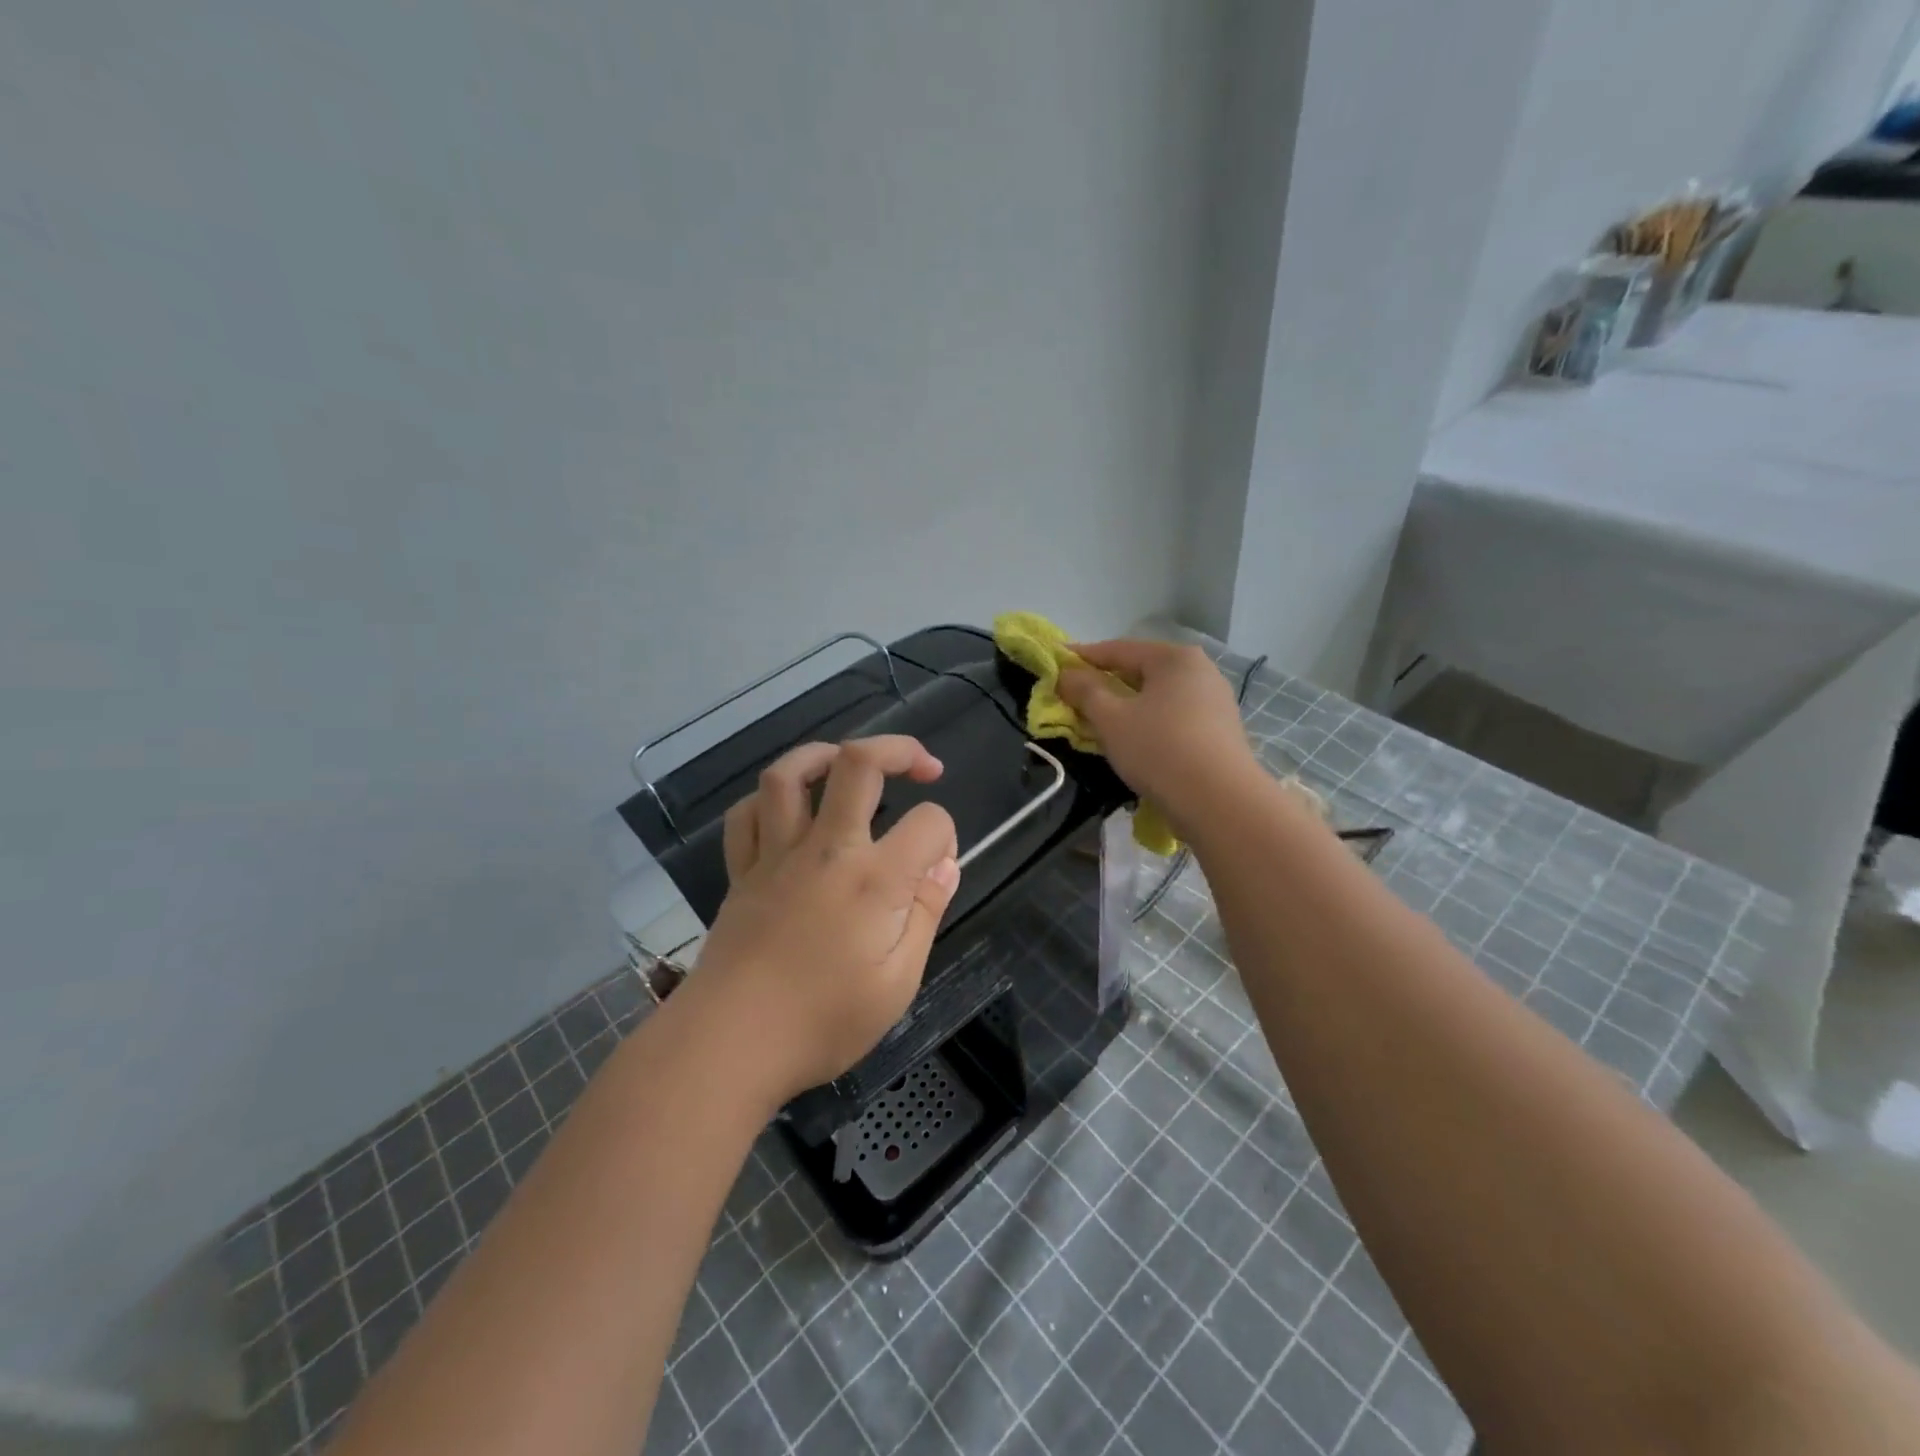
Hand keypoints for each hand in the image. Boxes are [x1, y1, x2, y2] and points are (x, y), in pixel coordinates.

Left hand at [688, 736, 961, 1106]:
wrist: (729, 1044)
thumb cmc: (823, 1022)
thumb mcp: (898, 983)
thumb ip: (925, 914)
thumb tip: (945, 865)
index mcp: (874, 879)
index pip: (929, 823)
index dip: (946, 835)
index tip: (939, 866)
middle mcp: (826, 849)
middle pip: (859, 763)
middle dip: (900, 749)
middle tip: (923, 766)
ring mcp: (776, 855)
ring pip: (790, 773)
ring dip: (824, 753)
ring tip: (849, 763)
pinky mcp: (742, 871)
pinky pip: (747, 814)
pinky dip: (769, 800)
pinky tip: (789, 809)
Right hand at [1057, 640, 1262, 838]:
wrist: (1220, 802)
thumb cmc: (1159, 749)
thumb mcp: (1111, 718)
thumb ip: (1084, 691)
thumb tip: (1065, 674)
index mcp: (1174, 658)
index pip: (1118, 649)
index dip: (1082, 657)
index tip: (1055, 663)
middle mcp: (1201, 671)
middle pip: (1141, 672)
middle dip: (1105, 684)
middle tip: (1074, 698)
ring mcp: (1216, 702)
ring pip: (1157, 697)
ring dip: (1127, 707)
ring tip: (1100, 723)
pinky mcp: (1221, 732)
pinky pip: (1174, 718)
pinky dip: (1149, 724)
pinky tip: (1135, 742)